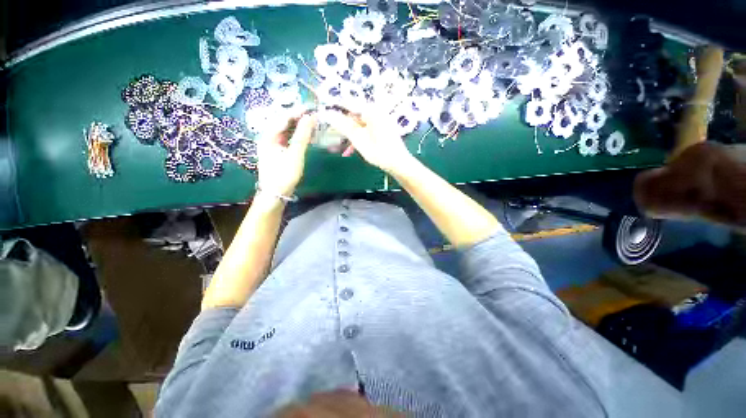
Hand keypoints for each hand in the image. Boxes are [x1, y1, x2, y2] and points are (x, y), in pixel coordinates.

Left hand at [257, 113, 316, 196]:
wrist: (276, 194)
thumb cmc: (284, 174)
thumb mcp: (295, 154)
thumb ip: (302, 135)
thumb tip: (310, 116)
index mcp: (268, 135)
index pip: (283, 117)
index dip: (298, 111)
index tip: (312, 107)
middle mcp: (268, 137)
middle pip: (284, 122)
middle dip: (299, 118)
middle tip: (314, 115)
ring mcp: (272, 145)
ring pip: (286, 130)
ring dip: (299, 127)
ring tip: (312, 124)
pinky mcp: (278, 152)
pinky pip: (288, 139)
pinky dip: (297, 136)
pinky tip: (306, 136)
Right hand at [324, 110, 412, 173]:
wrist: (398, 164)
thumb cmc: (379, 151)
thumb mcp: (358, 139)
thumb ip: (343, 125)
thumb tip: (327, 114)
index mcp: (371, 110)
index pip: (348, 102)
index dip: (335, 107)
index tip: (322, 112)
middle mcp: (376, 111)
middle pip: (354, 112)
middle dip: (342, 122)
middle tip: (330, 131)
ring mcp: (380, 120)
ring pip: (359, 122)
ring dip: (349, 131)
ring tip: (338, 141)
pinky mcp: (381, 128)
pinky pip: (365, 128)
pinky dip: (358, 136)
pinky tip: (351, 147)